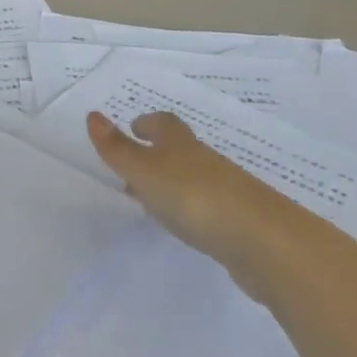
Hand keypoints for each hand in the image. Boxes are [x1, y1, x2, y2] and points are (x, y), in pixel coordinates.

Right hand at [88, 110, 287, 297]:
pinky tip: (187, 226)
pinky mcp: (241, 222)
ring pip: (194, 178)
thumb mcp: (145, 171)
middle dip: (157, 154)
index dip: (147, 124)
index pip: (163, 123)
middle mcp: (204, 160)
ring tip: (154, 202)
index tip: (133, 129)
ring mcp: (227, 191)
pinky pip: (210, 206)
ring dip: (174, 183)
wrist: (264, 242)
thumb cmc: (194, 198)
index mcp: (180, 144)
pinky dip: (193, 209)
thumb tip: (93, 115)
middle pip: (179, 149)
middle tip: (134, 168)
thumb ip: (117, 148)